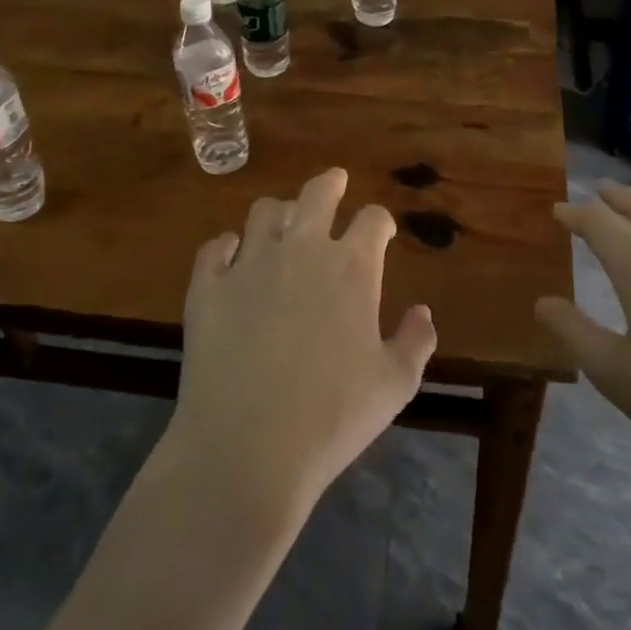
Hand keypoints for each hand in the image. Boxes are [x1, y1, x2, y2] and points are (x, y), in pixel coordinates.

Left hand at [165, 168, 436, 517]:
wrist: (248, 447)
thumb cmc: (333, 417)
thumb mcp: (395, 385)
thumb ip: (416, 341)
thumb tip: (423, 312)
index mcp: (352, 267)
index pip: (372, 219)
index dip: (379, 220)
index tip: (381, 230)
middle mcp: (302, 250)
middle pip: (317, 194)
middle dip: (330, 184)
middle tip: (335, 182)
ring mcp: (249, 263)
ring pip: (264, 212)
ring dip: (279, 213)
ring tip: (283, 223)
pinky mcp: (207, 286)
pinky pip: (215, 247)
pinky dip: (226, 247)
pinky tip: (231, 257)